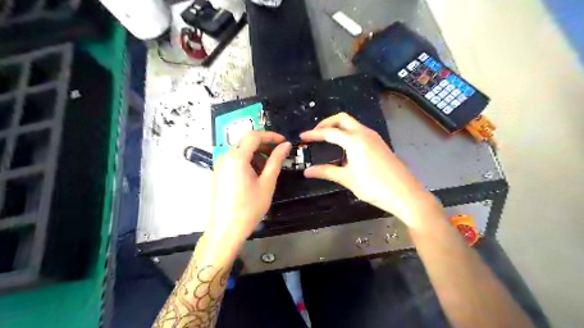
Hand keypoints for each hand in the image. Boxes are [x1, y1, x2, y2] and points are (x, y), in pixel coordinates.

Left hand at [208, 132, 290, 254]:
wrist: (225, 231)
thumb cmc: (249, 208)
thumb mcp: (267, 183)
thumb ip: (276, 161)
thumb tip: (285, 145)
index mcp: (236, 157)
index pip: (254, 135)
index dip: (271, 136)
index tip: (283, 142)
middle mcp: (224, 157)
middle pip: (246, 143)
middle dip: (264, 146)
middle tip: (279, 156)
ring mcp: (219, 165)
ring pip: (241, 152)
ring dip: (256, 156)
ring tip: (268, 171)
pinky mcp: (218, 174)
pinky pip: (234, 161)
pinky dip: (247, 163)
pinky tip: (255, 177)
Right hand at [302, 112, 442, 229]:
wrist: (405, 194)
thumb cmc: (374, 187)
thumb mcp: (347, 179)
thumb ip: (326, 172)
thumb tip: (308, 171)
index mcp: (354, 140)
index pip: (329, 132)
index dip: (314, 134)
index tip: (302, 137)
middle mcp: (364, 133)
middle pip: (342, 119)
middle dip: (326, 123)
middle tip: (315, 133)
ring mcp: (374, 137)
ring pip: (352, 124)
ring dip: (338, 127)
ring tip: (326, 139)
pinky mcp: (379, 143)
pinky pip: (360, 131)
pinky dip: (348, 133)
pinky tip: (344, 147)